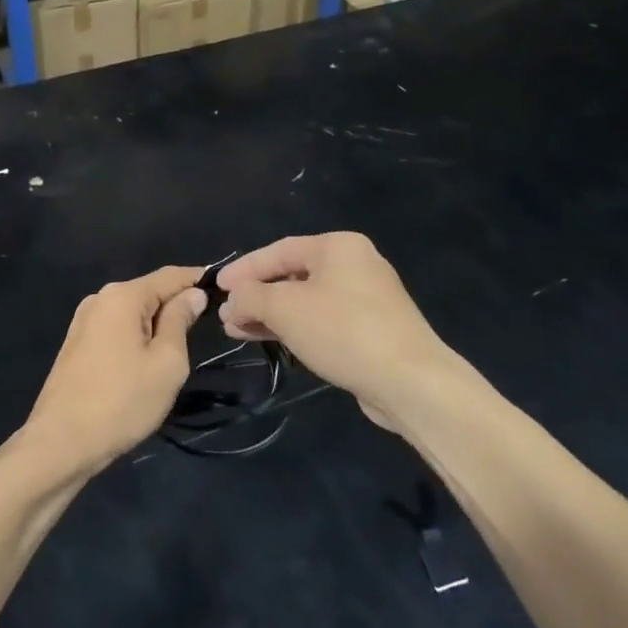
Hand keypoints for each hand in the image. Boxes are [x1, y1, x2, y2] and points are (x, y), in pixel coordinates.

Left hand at [24, 266, 205, 475]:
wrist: (60, 444)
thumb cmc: (122, 402)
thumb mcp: (167, 362)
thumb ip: (180, 320)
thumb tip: (192, 295)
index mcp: (122, 296)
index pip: (171, 275)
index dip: (199, 279)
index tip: (224, 289)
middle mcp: (100, 299)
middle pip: (150, 291)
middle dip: (177, 304)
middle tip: (205, 327)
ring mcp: (84, 321)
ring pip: (132, 312)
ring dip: (156, 324)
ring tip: (178, 349)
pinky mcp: (76, 343)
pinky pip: (116, 328)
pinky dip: (136, 336)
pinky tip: (145, 361)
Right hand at [215, 234, 451, 424]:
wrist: (410, 381)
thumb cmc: (343, 331)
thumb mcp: (285, 309)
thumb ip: (251, 297)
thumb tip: (233, 299)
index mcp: (338, 246)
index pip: (279, 250)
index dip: (244, 268)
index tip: (217, 286)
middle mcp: (355, 264)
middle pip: (293, 275)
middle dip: (256, 295)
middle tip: (227, 315)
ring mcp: (368, 298)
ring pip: (307, 300)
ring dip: (272, 314)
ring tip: (239, 331)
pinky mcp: (373, 329)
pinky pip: (324, 320)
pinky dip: (296, 327)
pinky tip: (274, 340)